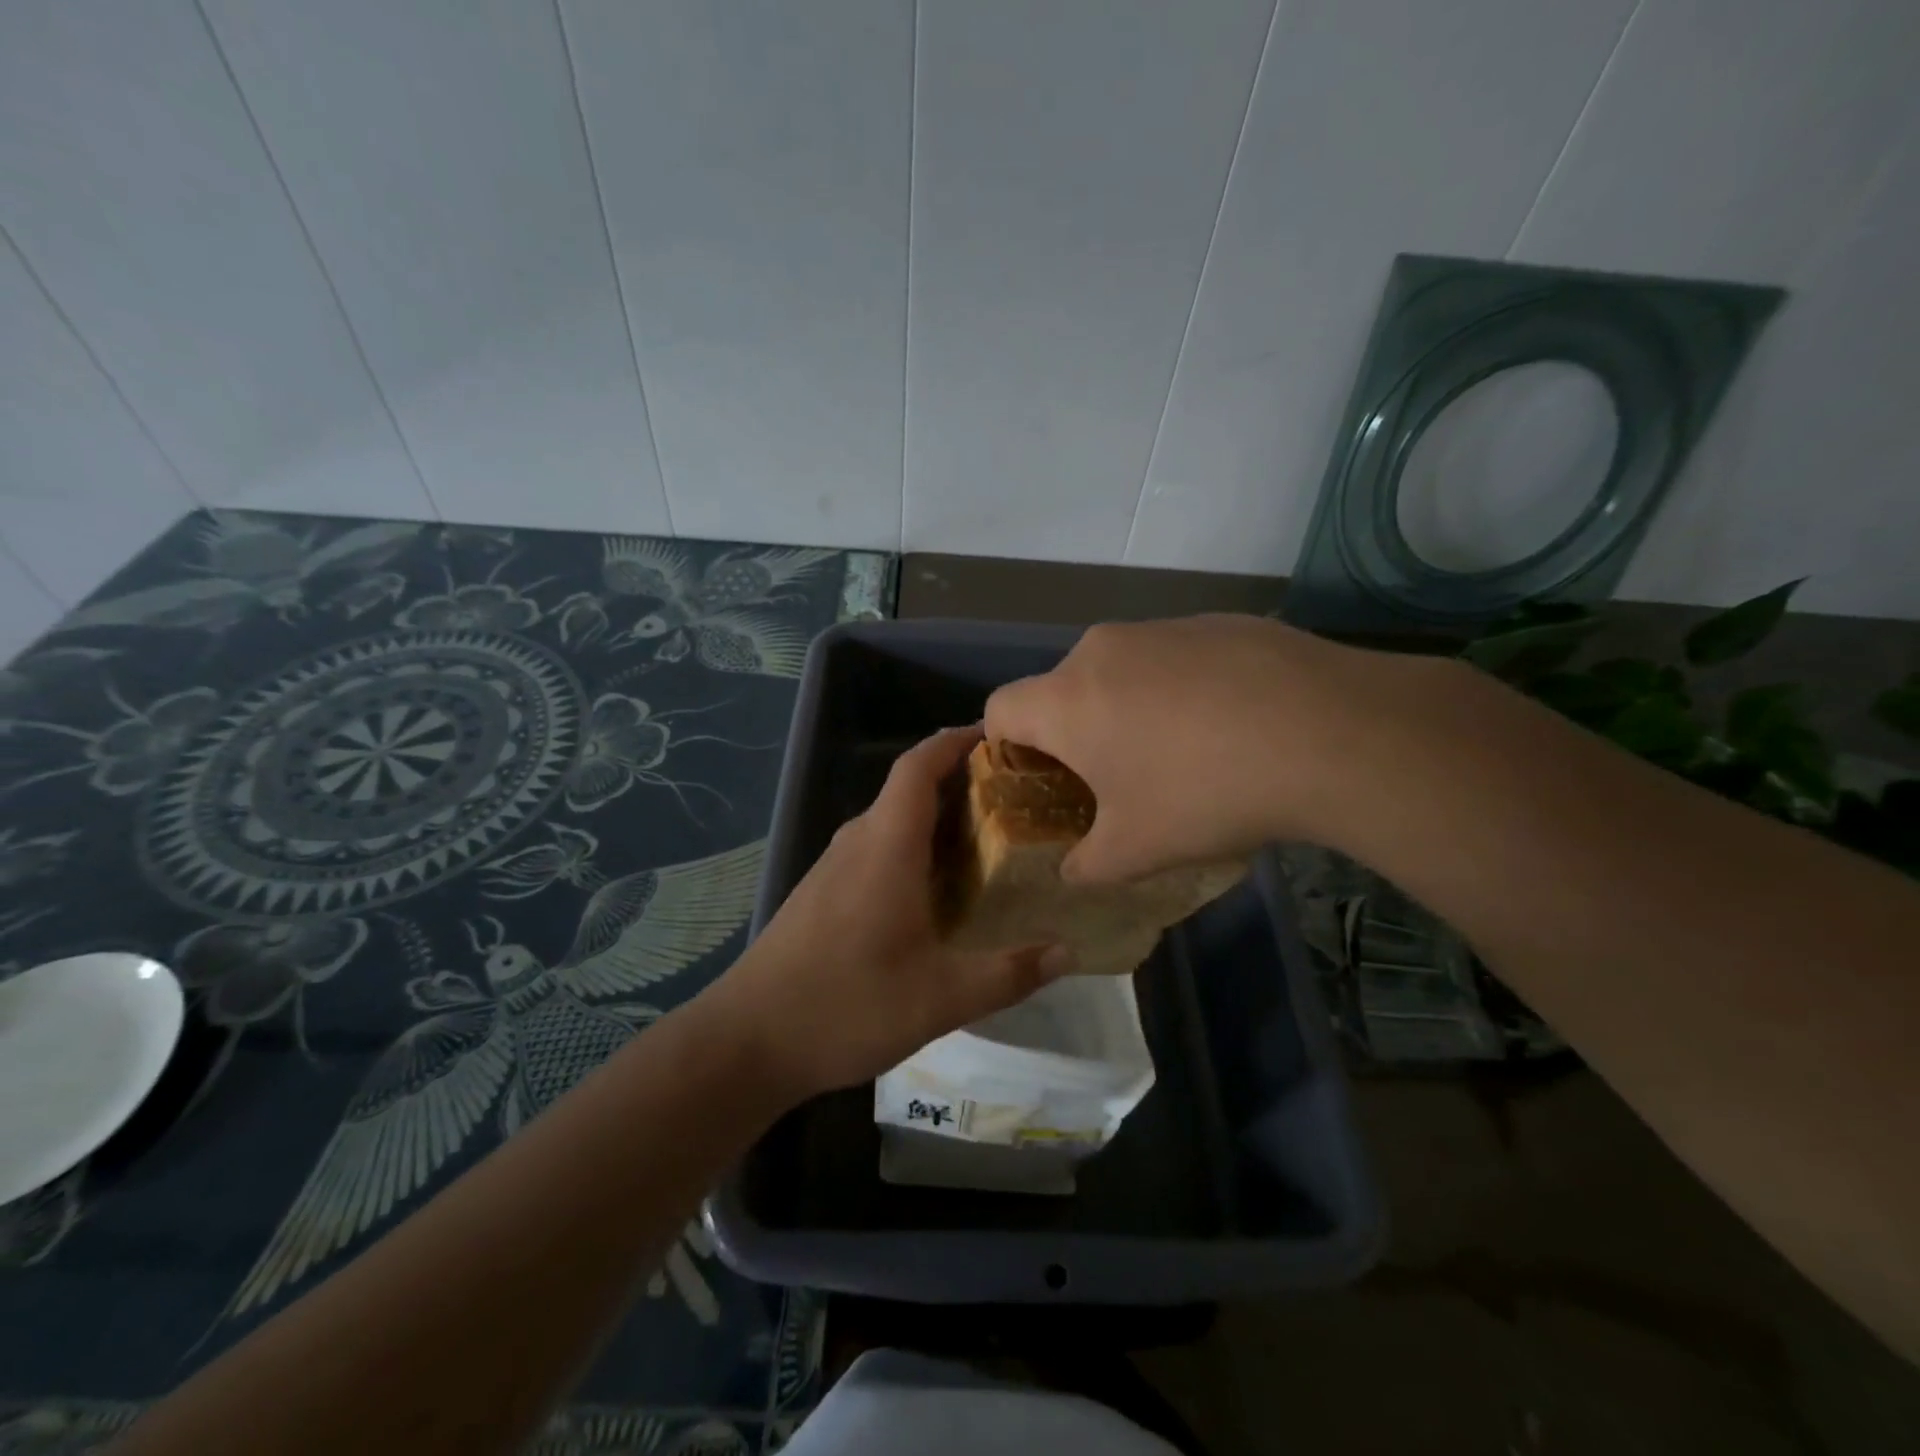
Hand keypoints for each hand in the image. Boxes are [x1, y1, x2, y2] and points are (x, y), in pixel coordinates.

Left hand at [706, 727, 1069, 1099]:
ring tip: (991, 840)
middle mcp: (858, 842)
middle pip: (910, 789)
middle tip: (1017, 799)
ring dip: (938, 819)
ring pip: (893, 821)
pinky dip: (914, 848)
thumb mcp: (940, 998)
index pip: (919, 766)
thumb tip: (1068, 951)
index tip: (999, 737)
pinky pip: (876, 848)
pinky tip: (939, 889)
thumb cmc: (845, 1005)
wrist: (747, 1040)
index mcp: (886, 845)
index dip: (956, 741)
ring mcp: (834, 866)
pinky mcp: (823, 891)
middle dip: (961, 782)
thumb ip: (1008, 974)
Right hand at [985, 614, 1431, 880]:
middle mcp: (1102, 650)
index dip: (1004, 750)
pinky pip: (1174, 658)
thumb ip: (1086, 865)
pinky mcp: (1217, 620)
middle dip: (1073, 734)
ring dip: (1128, 708)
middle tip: (1114, 779)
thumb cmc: (1206, 793)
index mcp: (1066, 699)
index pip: (999, 710)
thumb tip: (1073, 870)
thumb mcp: (1136, 851)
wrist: (1332, 732)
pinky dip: (1180, 689)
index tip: (1040, 784)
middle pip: (1061, 690)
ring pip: (1119, 671)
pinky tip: (1231, 725)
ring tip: (1181, 754)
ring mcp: (1163, 628)